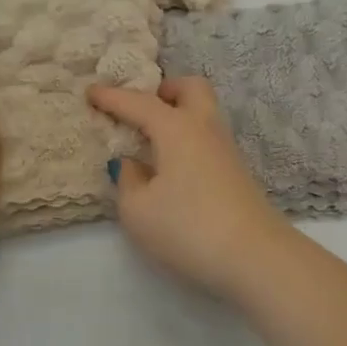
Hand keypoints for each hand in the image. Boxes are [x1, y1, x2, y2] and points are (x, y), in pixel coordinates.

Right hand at [86, 76, 294, 297]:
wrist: (255, 256)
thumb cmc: (188, 228)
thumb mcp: (138, 211)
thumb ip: (127, 181)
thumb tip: (132, 164)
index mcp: (178, 128)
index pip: (140, 103)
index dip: (113, 97)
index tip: (91, 91)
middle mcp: (206, 129)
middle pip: (192, 89)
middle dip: (165, 90)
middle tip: (141, 109)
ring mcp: (228, 151)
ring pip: (205, 114)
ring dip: (179, 115)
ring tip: (152, 140)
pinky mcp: (238, 174)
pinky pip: (208, 140)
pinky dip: (189, 140)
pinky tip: (173, 167)